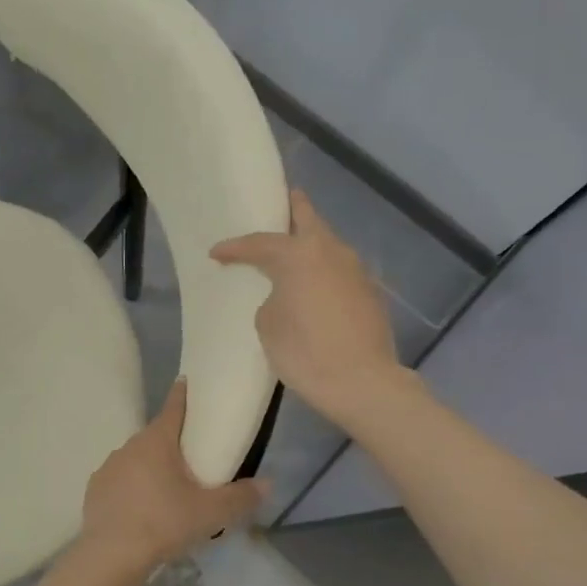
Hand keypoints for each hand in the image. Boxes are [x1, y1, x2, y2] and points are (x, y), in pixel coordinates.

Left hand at [80, 381, 266, 573]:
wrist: (111, 554)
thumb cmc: (164, 523)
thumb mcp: (211, 513)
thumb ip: (241, 497)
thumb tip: (268, 483)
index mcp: (157, 441)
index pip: (173, 407)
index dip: (183, 394)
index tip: (186, 382)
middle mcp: (129, 446)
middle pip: (156, 436)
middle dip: (172, 442)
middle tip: (192, 458)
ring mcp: (108, 467)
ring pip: (136, 459)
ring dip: (151, 467)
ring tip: (167, 490)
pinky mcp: (95, 489)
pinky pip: (120, 480)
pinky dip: (132, 488)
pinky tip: (142, 509)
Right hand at [212, 190, 407, 426]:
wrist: (363, 383)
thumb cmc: (305, 352)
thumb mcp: (268, 325)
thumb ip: (272, 299)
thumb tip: (286, 297)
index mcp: (299, 254)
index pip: (260, 243)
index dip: (235, 248)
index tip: (216, 253)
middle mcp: (331, 251)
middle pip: (308, 218)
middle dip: (291, 209)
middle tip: (278, 202)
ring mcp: (356, 270)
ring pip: (328, 245)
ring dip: (309, 245)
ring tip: (291, 255)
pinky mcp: (370, 292)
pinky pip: (339, 271)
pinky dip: (323, 272)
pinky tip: (314, 289)